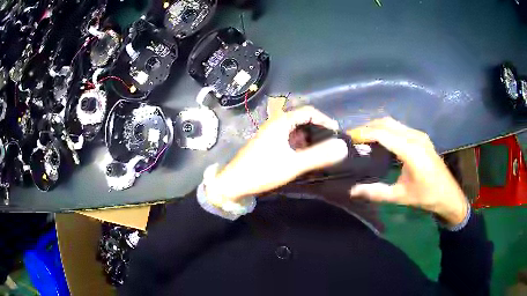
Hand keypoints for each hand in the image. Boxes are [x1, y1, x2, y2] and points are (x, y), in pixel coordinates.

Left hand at [206, 106, 348, 202]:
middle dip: (319, 129)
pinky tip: (306, 156)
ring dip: (310, 138)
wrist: (234, 183)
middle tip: (331, 143)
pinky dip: (301, 145)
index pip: (308, 111)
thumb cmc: (262, 171)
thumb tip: (342, 147)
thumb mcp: (293, 165)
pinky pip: (290, 139)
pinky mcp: (269, 144)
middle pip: (303, 119)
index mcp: (281, 122)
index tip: (337, 133)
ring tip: (322, 150)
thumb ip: (318, 156)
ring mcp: (272, 134)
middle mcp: (276, 124)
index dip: (325, 119)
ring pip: (296, 130)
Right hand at [347, 117, 468, 226]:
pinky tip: (380, 141)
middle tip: (352, 138)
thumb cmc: (426, 196)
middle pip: (387, 123)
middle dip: (368, 127)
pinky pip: (399, 127)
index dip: (364, 133)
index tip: (347, 138)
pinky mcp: (421, 137)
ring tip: (363, 139)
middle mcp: (415, 137)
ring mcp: (419, 135)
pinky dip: (386, 130)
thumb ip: (376, 192)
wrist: (449, 195)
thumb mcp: (400, 196)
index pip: (383, 134)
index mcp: (411, 151)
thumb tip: (352, 190)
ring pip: (393, 123)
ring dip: (377, 127)